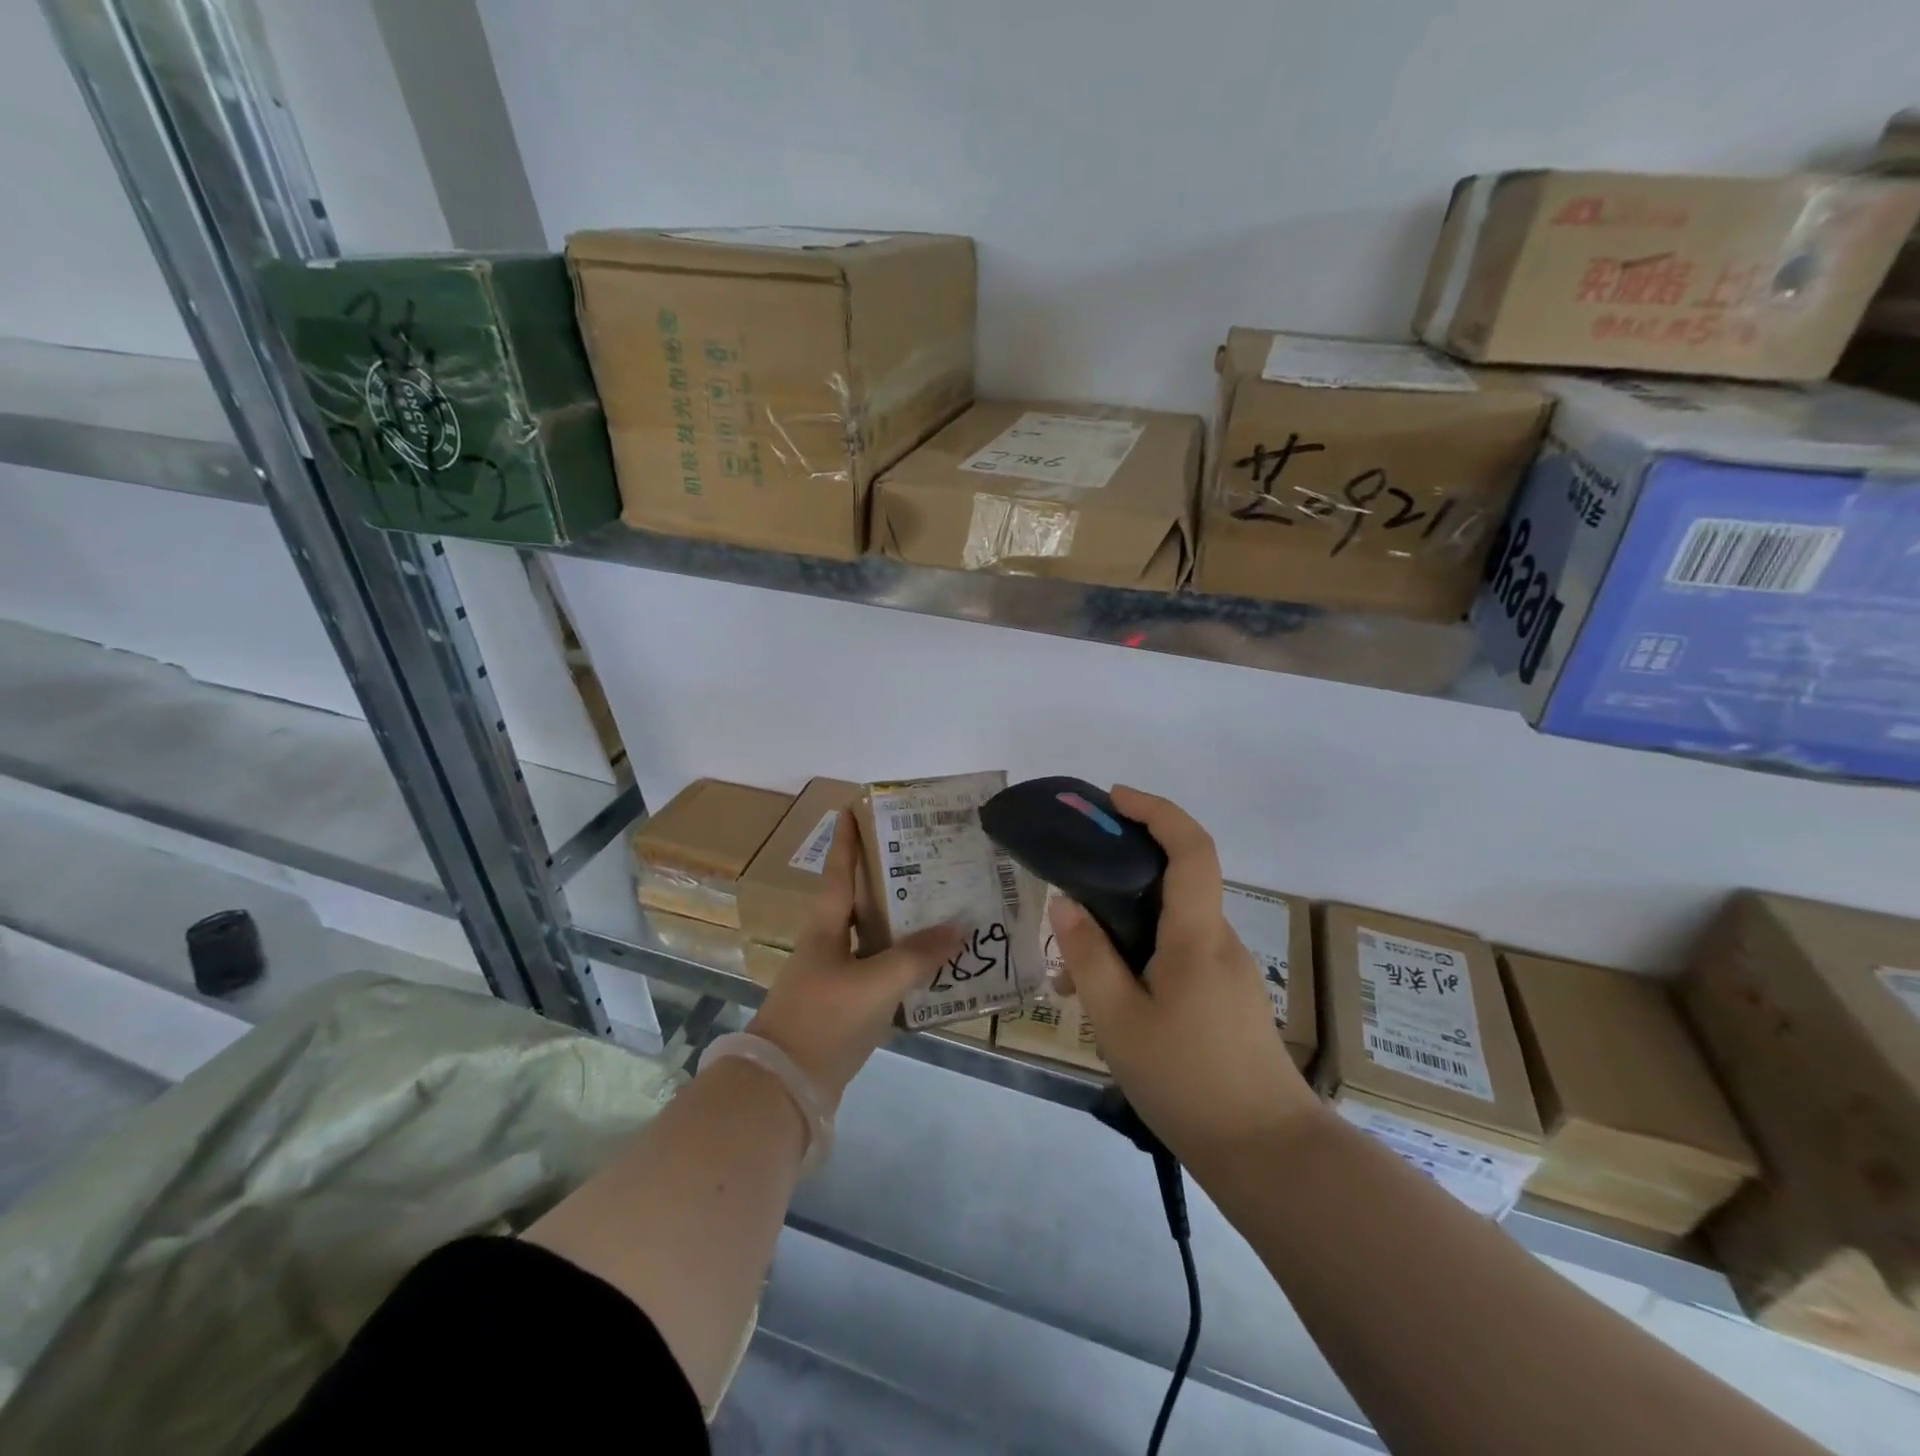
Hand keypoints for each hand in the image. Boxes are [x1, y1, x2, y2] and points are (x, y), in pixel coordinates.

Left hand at [747, 805, 962, 1106]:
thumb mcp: (875, 983)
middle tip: (926, 858)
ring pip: (874, 938)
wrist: (784, 1087)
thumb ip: (918, 956)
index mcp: (825, 927)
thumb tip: (959, 928)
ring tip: (942, 908)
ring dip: (903, 924)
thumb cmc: (823, 1019)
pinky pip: (881, 972)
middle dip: (889, 878)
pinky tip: (935, 966)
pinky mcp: (845, 1007)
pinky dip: (905, 964)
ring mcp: (836, 977)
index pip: (838, 871)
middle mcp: (828, 944)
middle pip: (861, 901)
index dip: (847, 839)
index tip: (853, 806)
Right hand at [1051, 786, 1320, 1162]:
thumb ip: (1088, 957)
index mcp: (1197, 936)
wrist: (1268, 1153)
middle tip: (1075, 876)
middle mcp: (1219, 940)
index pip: (1191, 848)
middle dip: (1129, 861)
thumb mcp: (1118, 1021)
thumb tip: (1065, 903)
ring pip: (1176, 920)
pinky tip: (1113, 992)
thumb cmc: (1188, 1082)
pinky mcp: (1227, 995)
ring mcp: (1228, 969)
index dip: (1156, 810)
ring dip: (1130, 917)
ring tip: (1076, 958)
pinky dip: (1145, 948)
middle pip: (1181, 876)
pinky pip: (1182, 951)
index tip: (1114, 799)